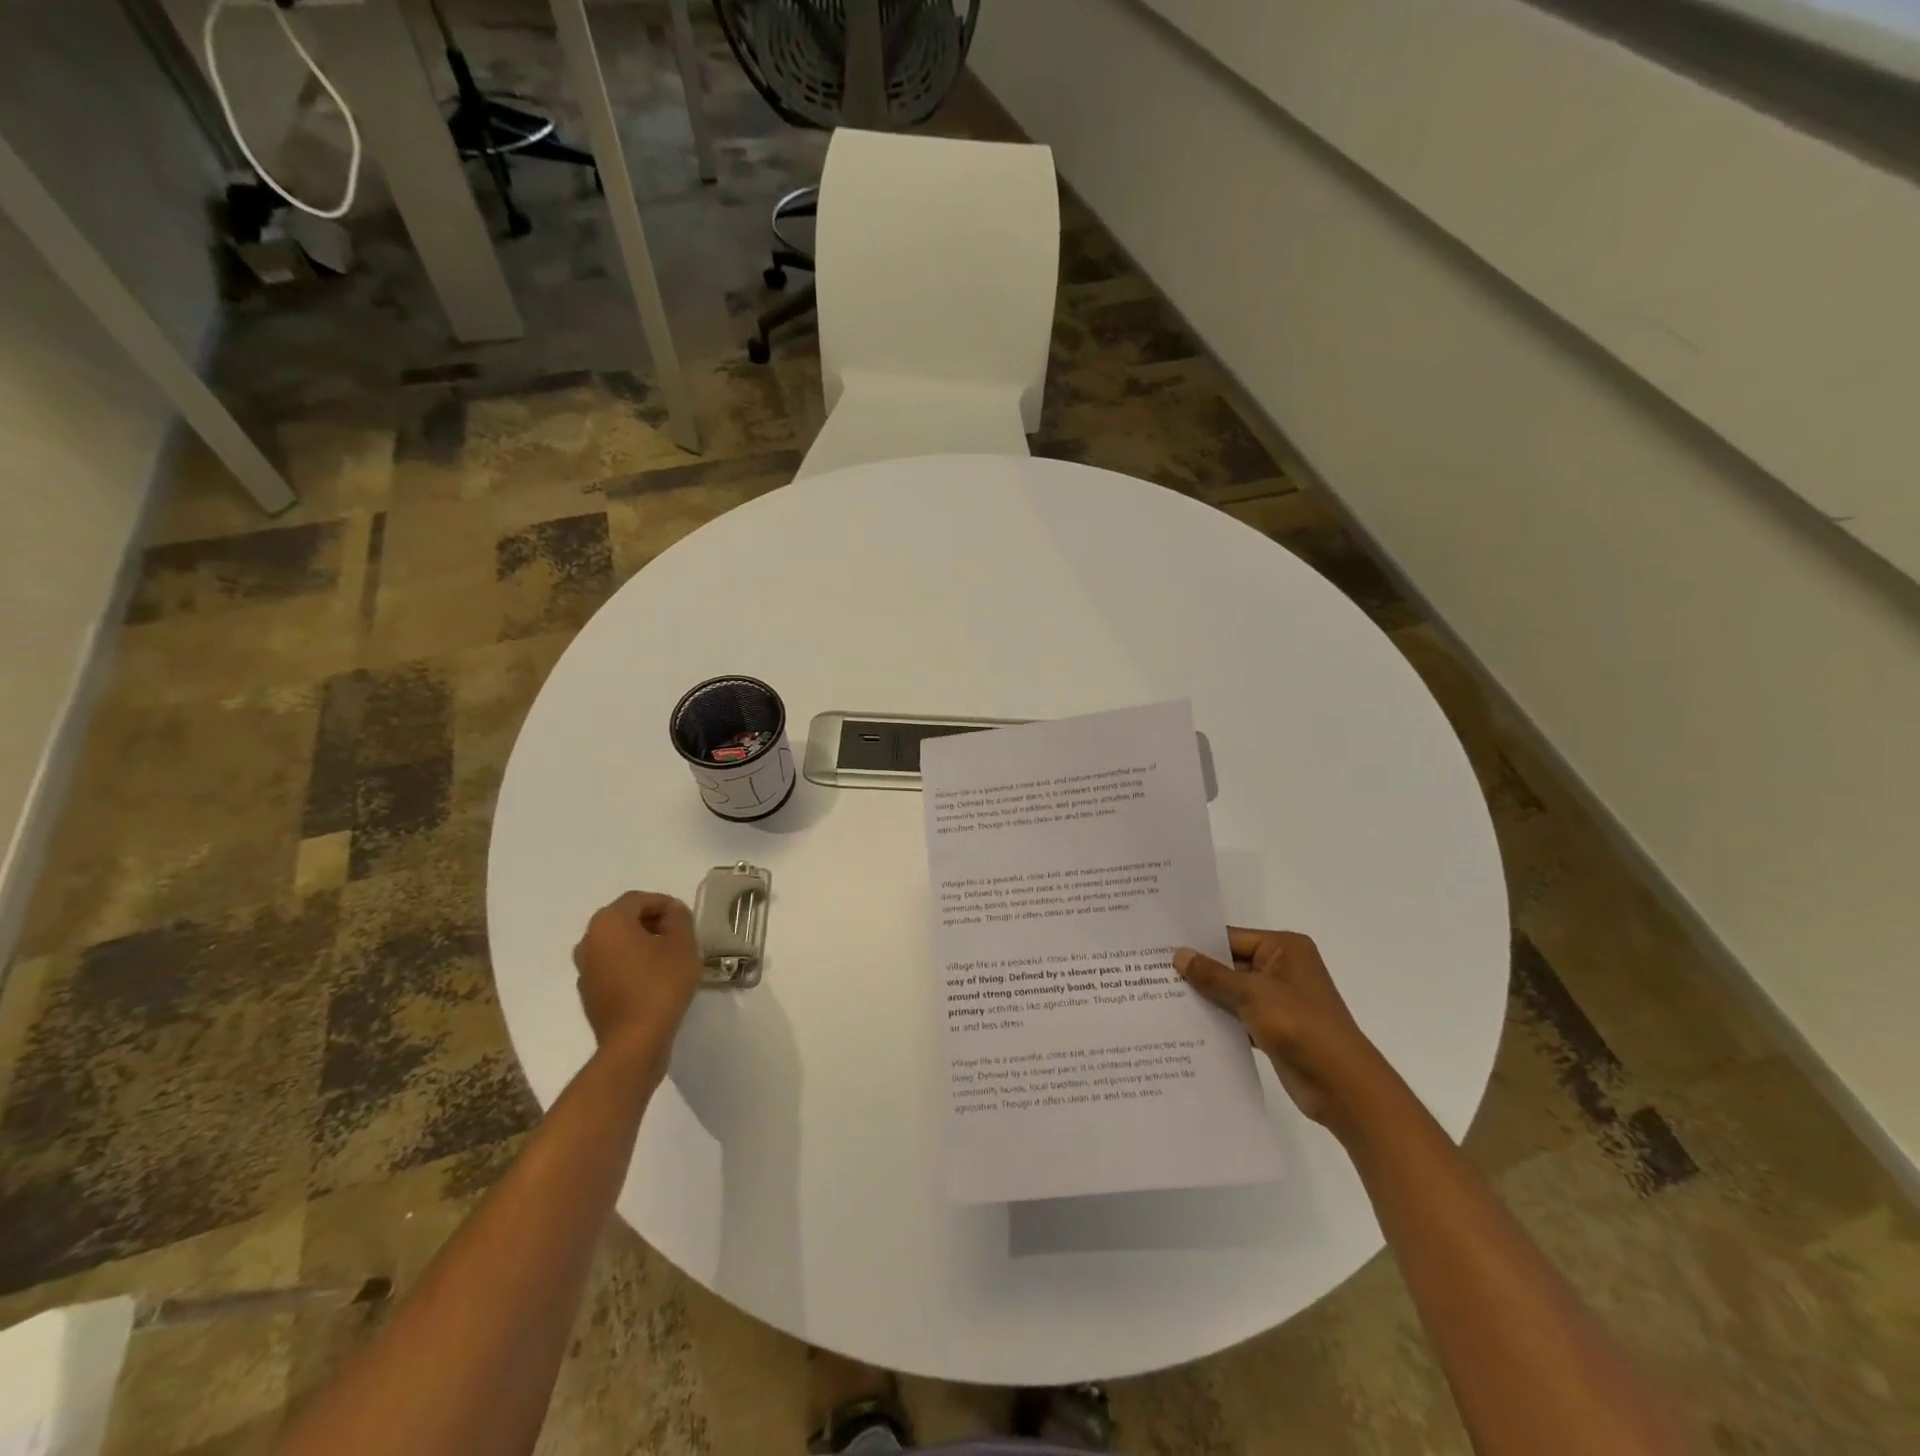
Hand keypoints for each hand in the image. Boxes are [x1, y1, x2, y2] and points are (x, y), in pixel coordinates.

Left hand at [572, 892, 702, 1072]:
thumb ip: (679, 917)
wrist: (634, 1042)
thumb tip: (671, 912)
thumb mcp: (682, 944)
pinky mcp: (589, 992)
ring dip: (642, 944)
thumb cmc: (660, 985)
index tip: (685, 919)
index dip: (665, 904)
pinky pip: (612, 966)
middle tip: (679, 936)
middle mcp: (588, 940)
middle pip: (625, 919)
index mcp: (608, 922)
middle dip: (653, 922)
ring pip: (617, 943)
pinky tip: (653, 980)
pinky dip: (631, 964)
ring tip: (669, 958)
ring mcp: (584, 968)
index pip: (639, 899)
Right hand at [1174, 928, 1389, 1134]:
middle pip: (1231, 963)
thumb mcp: (1251, 993)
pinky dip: (1219, 1019)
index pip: (1232, 937)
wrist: (1341, 1084)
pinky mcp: (1275, 1028)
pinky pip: (1239, 1015)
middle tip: (1154, 971)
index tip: (1162, 946)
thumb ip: (1212, 974)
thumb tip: (1179, 954)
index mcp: (1285, 948)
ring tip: (1162, 995)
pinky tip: (1187, 1023)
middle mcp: (1283, 968)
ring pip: (1233, 991)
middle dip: (1199, 971)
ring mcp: (1280, 1000)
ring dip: (1207, 997)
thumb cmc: (1299, 1024)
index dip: (1199, 943)